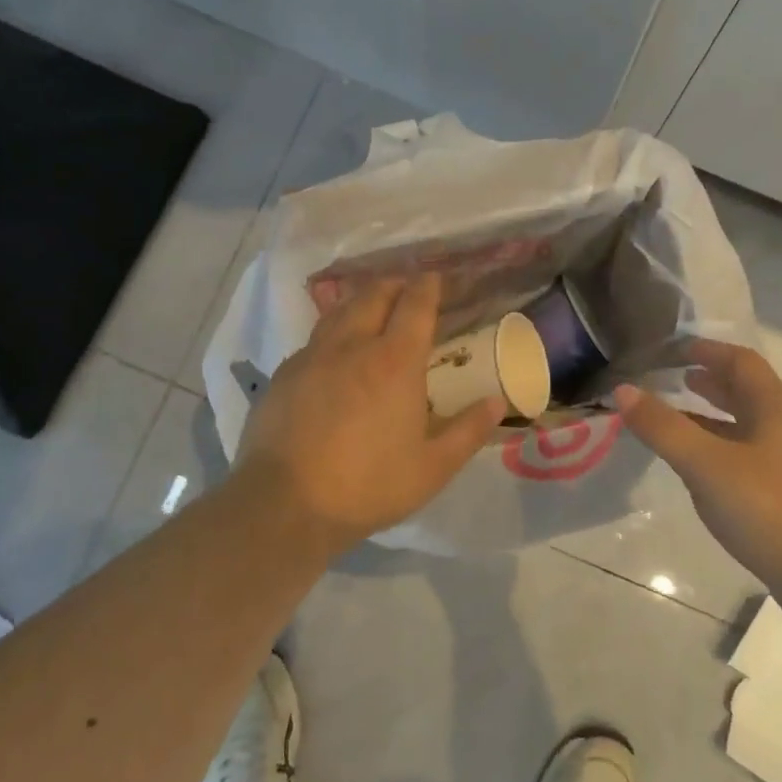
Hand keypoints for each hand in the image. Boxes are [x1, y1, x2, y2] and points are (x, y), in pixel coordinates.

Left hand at [233, 274, 501, 553]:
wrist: (285, 503)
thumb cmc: (369, 485)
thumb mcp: (433, 467)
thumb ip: (468, 431)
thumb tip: (497, 402)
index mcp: (395, 362)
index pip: (415, 306)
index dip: (428, 286)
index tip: (435, 278)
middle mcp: (352, 346)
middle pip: (373, 296)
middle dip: (393, 284)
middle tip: (406, 287)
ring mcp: (312, 357)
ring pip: (339, 311)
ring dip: (360, 301)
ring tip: (371, 305)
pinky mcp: (284, 375)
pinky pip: (314, 340)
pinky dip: (332, 332)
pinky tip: (333, 352)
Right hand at [615, 340, 781, 607]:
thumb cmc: (773, 511)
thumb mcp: (708, 466)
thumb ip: (664, 428)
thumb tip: (623, 390)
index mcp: (775, 409)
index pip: (740, 362)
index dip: (706, 350)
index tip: (670, 349)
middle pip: (745, 391)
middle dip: (708, 381)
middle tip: (668, 378)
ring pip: (745, 426)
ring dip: (711, 417)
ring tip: (674, 417)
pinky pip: (746, 457)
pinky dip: (718, 450)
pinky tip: (697, 468)